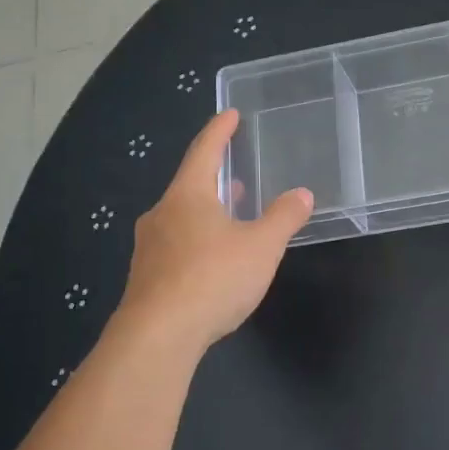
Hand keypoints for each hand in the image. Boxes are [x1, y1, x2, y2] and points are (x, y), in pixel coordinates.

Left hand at [119, 110, 312, 349]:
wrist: (158, 335)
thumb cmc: (213, 278)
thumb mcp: (261, 246)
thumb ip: (283, 218)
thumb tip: (301, 194)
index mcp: (187, 196)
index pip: (204, 152)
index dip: (220, 131)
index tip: (230, 114)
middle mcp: (162, 215)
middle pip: (189, 186)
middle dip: (214, 178)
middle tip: (234, 174)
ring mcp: (149, 248)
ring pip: (181, 219)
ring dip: (206, 212)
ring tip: (229, 216)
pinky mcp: (147, 278)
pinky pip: (176, 247)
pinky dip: (197, 242)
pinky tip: (213, 260)